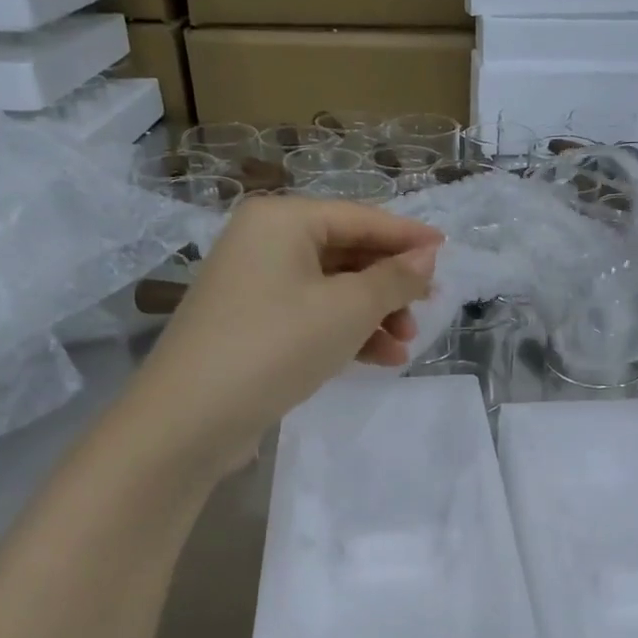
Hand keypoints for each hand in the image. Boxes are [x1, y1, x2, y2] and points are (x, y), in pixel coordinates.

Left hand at [131, 196, 441, 475]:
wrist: (190, 419)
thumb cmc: (276, 346)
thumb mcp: (347, 309)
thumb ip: (394, 278)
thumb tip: (427, 256)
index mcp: (282, 220)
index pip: (360, 218)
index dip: (407, 236)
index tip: (448, 251)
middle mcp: (264, 242)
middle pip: (345, 252)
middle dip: (389, 284)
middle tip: (427, 308)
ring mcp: (254, 284)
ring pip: (331, 288)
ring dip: (373, 314)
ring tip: (406, 345)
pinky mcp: (251, 324)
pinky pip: (311, 315)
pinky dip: (345, 332)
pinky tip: (380, 359)